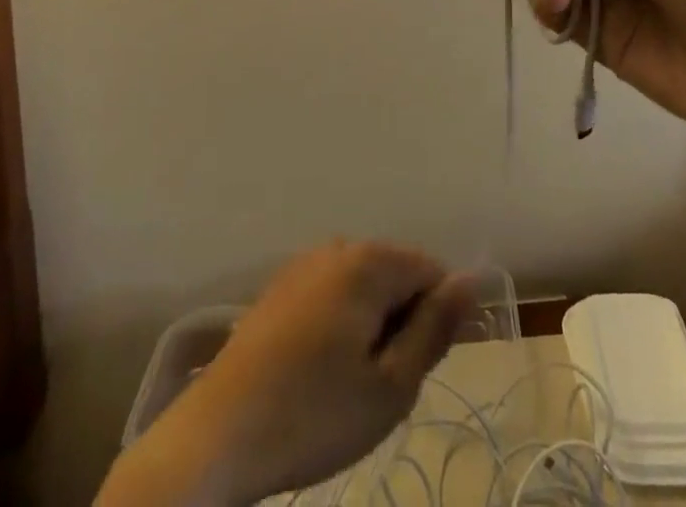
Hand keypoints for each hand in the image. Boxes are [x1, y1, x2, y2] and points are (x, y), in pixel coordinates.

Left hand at [141, 242, 476, 506]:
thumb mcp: (391, 387)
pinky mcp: (279, 290)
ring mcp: (303, 265)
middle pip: (396, 276)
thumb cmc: (314, 415)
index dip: (436, 322)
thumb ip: (435, 328)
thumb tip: (470, 281)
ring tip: (349, 388)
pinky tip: (318, 377)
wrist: (216, 438)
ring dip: (371, 330)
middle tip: (381, 388)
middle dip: (402, 324)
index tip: (416, 371)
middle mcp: (337, 247)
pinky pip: (332, 297)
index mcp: (368, 261)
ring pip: (364, 290)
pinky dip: (340, 330)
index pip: (431, 271)